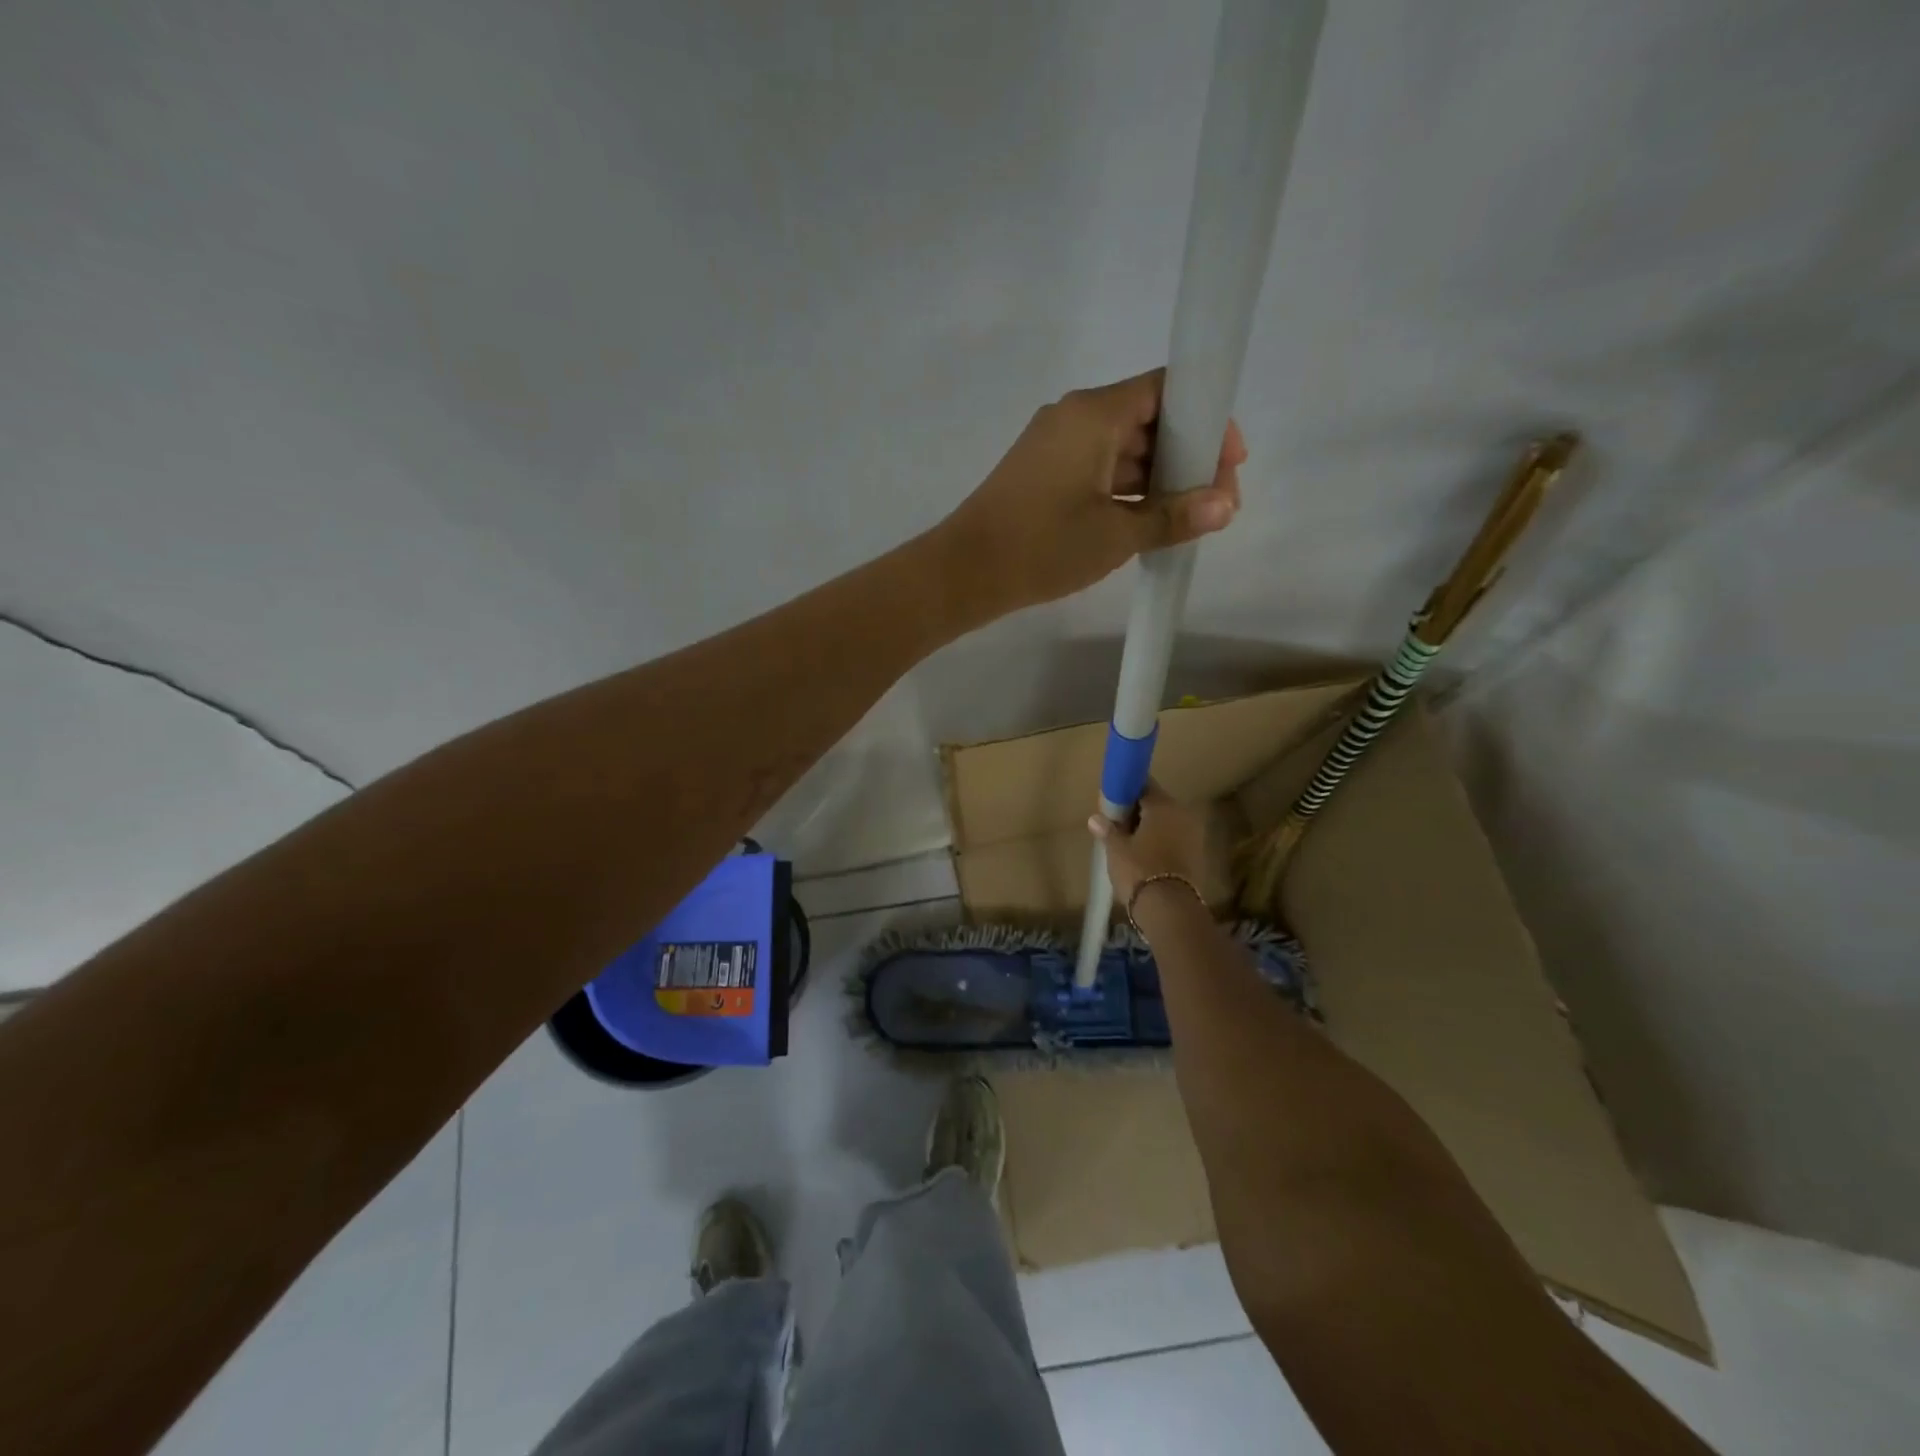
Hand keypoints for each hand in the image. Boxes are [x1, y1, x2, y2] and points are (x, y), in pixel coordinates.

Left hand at [942, 369, 1244, 618]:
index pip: (1167, 390)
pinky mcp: (1042, 474)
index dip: (1207, 420)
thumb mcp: (1115, 535)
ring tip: (1189, 518)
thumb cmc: (1041, 546)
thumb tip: (1224, 507)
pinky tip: (1148, 522)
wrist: (963, 572)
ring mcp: (1054, 446)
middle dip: (1187, 457)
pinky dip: (1126, 489)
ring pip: (1122, 448)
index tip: (1229, 463)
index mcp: (1094, 413)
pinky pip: (1098, 468)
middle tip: (1215, 503)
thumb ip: (1172, 516)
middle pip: (1147, 419)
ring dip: (1157, 479)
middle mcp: (1074, 417)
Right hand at [1087, 783, 1211, 904]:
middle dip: (1138, 811)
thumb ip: (1108, 829)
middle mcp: (1182, 814)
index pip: (1144, 785)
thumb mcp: (1116, 848)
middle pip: (1156, 804)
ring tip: (1128, 842)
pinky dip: (1160, 842)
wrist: (1169, 908)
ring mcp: (1193, 835)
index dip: (1127, 790)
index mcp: (1163, 805)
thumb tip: (1095, 818)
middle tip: (1117, 823)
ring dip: (1150, 828)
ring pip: (1166, 823)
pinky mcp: (1196, 855)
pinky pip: (1173, 839)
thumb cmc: (1138, 870)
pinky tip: (1144, 855)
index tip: (1113, 800)